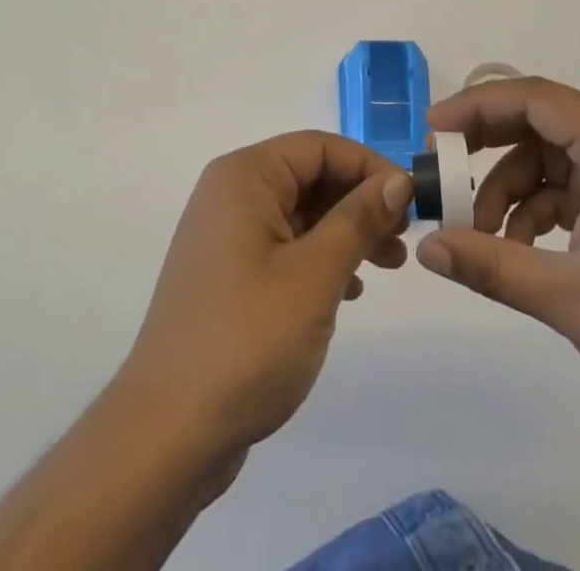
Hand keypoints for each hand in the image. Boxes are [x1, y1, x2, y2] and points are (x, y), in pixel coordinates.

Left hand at [115, 131, 411, 462]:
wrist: (168, 433)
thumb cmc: (247, 340)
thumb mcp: (315, 275)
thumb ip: (358, 219)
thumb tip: (397, 179)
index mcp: (245, 177)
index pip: (319, 146)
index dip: (368, 166)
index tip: (411, 201)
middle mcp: (231, 194)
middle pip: (309, 176)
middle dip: (360, 202)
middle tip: (403, 239)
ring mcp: (226, 236)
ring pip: (300, 213)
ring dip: (346, 232)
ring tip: (388, 266)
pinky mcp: (227, 275)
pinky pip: (284, 246)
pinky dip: (320, 259)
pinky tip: (350, 292)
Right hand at [417, 77, 579, 440]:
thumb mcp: (569, 297)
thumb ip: (490, 265)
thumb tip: (427, 248)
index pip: (533, 97)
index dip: (476, 107)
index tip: (431, 133)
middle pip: (541, 123)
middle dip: (488, 150)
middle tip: (444, 178)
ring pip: (554, 160)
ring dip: (513, 191)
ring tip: (484, 238)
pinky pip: (576, 188)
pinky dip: (542, 211)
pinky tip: (522, 251)